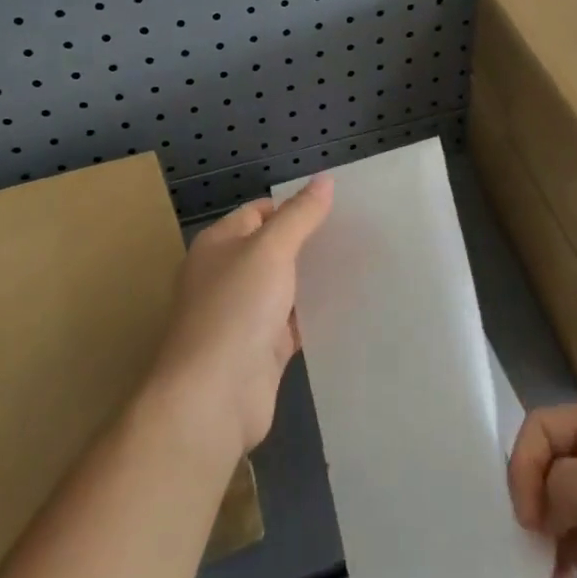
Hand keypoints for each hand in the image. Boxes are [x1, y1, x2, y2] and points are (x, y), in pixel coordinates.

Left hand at [150, 176, 333, 456]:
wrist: (214, 397)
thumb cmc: (236, 310)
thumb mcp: (270, 250)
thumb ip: (299, 215)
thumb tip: (324, 179)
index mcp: (219, 245)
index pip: (259, 212)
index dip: (294, 207)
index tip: (337, 208)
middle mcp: (227, 276)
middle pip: (274, 249)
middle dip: (310, 243)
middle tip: (357, 234)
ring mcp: (244, 315)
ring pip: (286, 287)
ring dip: (315, 279)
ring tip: (362, 265)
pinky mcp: (261, 349)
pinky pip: (293, 323)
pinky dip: (315, 315)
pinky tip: (349, 306)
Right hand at [508, 401, 576, 577]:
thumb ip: (571, 485)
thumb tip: (542, 504)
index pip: (544, 427)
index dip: (524, 465)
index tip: (526, 518)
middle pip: (554, 462)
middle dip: (536, 499)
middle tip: (533, 547)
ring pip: (571, 500)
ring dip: (552, 529)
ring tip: (548, 570)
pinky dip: (574, 550)